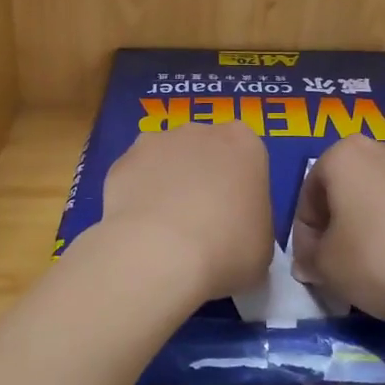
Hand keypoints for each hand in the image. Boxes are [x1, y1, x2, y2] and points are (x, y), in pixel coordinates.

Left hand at [97, 123, 272, 302]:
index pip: (246, 157)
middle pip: (203, 151)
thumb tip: (233, 231)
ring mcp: (156, 142)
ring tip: (164, 229)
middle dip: (201, 178)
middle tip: (200, 222)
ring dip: (166, 183)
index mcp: (244, 144)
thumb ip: (251, 224)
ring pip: (165, 160)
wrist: (160, 253)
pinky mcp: (122, 161)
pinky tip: (139, 229)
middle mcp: (200, 131)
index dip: (238, 188)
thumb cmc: (227, 248)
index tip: (234, 217)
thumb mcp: (263, 246)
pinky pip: (135, 178)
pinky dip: (137, 197)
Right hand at [291, 136, 384, 324]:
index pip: (309, 196)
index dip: (305, 237)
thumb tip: (311, 262)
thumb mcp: (329, 268)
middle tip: (341, 269)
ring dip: (376, 228)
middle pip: (349, 192)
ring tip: (381, 270)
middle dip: (341, 228)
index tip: (313, 269)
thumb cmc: (383, 258)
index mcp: (345, 155)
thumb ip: (311, 260)